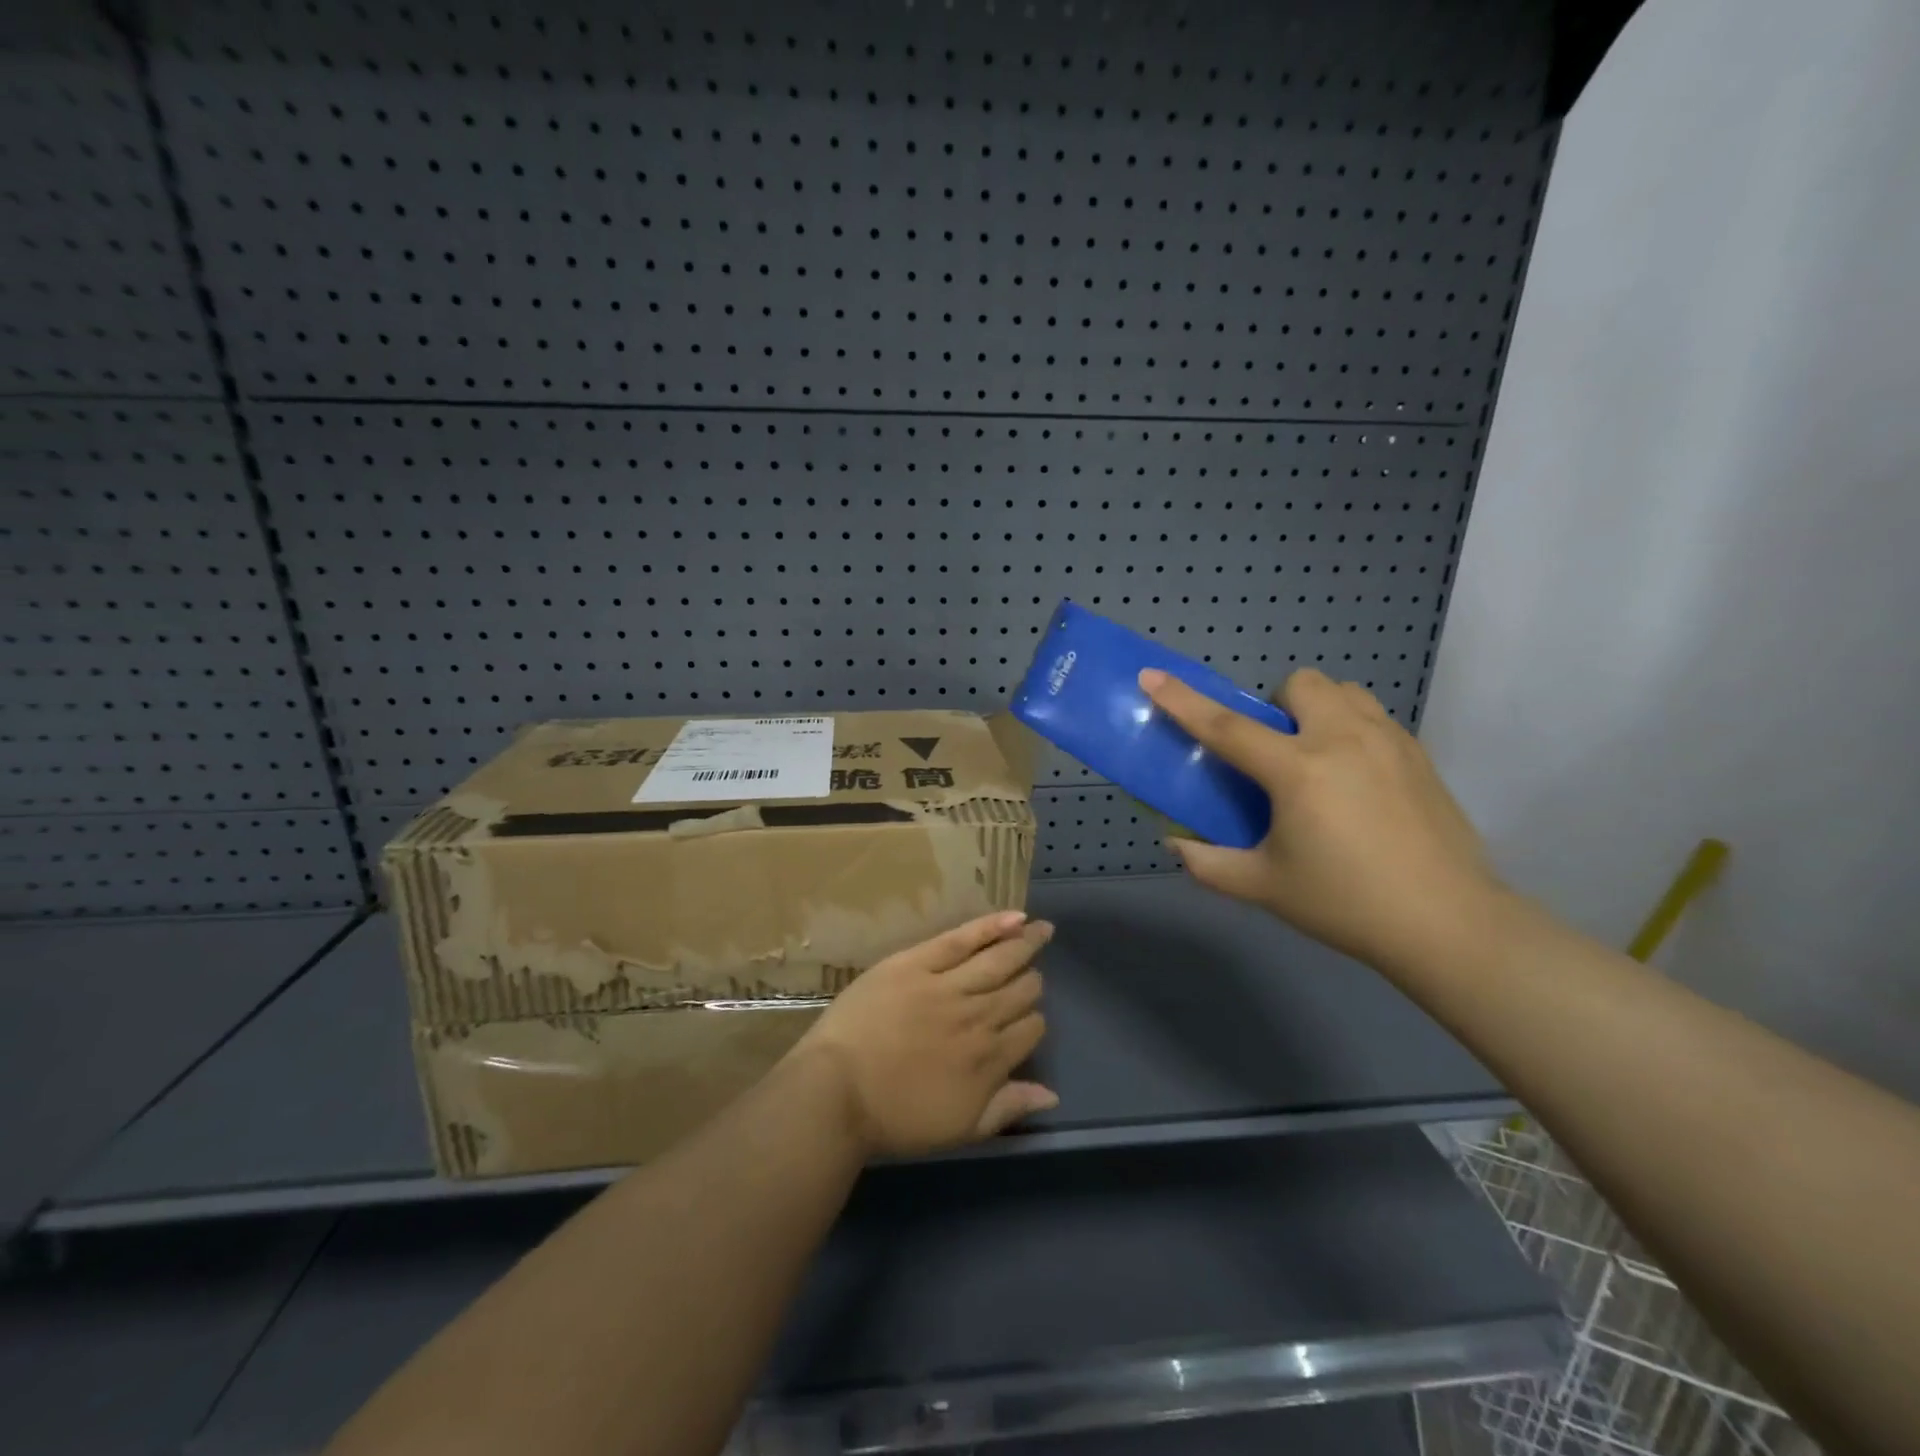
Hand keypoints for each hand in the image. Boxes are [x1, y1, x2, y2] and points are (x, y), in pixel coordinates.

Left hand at [791, 912, 1056, 1157]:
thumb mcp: (959, 1129)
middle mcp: (978, 1017)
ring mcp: (948, 985)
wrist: (836, 1092)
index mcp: (989, 1058)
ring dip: (1025, 945)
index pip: (1030, 1029)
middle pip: (1020, 991)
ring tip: (1043, 930)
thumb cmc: (893, 1118)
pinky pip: (962, 939)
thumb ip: (1007, 1108)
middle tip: (1032, 974)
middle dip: (1032, 982)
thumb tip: (1052, 1095)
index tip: (1027, 1019)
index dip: (1034, 1021)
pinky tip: (1016, 917)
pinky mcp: (918, 962)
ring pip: (999, 960)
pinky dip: (991, 926)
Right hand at [1138, 666, 1503, 972]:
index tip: (1152, 675)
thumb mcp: (1264, 887)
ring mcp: (1388, 742)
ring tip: (1316, 758)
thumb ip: (1209, 864)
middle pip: (1300, 684)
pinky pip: (1374, 717)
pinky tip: (1355, 780)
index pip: (1226, 726)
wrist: (1449, 924)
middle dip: (1277, 706)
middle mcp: (1343, 740)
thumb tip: (1177, 845)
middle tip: (1275, 752)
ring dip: (1318, 710)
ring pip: (1344, 691)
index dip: (1182, 700)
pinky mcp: (1419, 756)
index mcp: (1298, 771)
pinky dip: (1351, 729)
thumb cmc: (1346, 903)